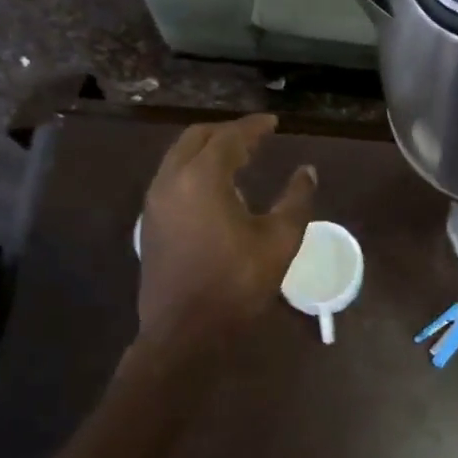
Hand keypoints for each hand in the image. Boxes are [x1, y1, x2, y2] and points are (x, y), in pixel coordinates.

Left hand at [136, 114, 316, 351]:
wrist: (183, 335)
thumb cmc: (235, 284)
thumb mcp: (279, 241)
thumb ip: (296, 199)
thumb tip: (306, 171)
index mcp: (202, 178)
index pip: (229, 137)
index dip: (254, 127)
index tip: (273, 122)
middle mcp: (171, 180)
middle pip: (197, 137)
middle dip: (227, 132)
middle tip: (255, 137)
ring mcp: (155, 202)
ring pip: (179, 156)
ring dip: (208, 150)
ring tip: (239, 159)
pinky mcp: (150, 223)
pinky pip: (171, 177)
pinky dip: (194, 169)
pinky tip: (216, 189)